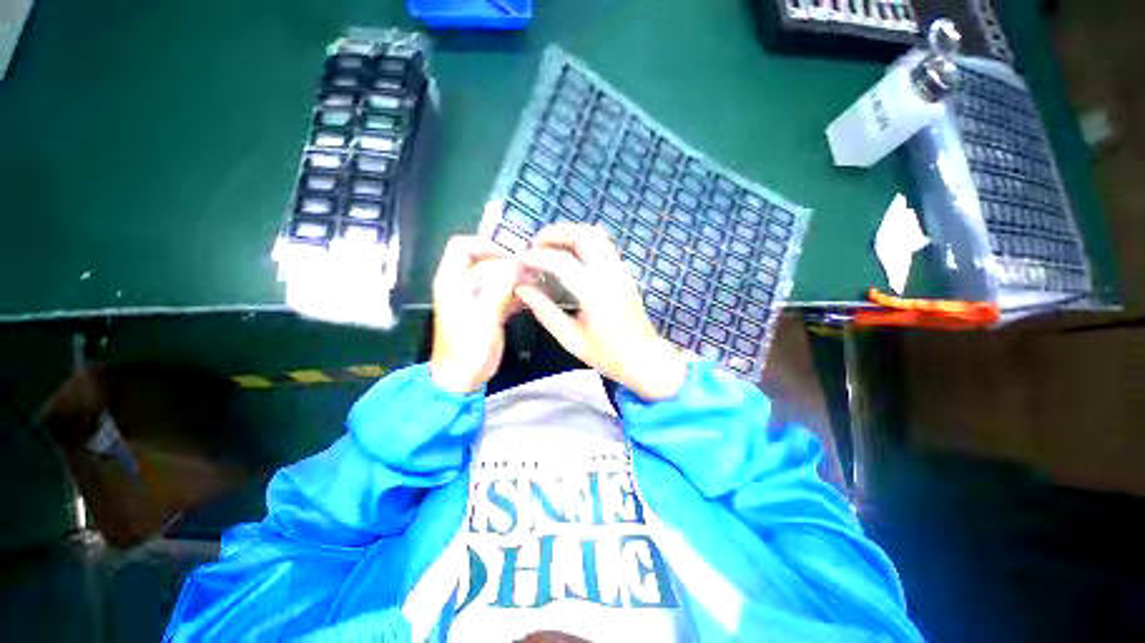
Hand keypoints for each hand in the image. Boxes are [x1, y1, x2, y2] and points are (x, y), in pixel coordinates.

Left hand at [429, 236, 521, 393]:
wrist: (463, 377)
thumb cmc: (469, 345)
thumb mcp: (485, 312)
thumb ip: (501, 284)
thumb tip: (517, 262)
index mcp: (453, 281)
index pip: (462, 246)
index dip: (484, 245)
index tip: (508, 257)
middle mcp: (463, 285)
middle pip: (486, 262)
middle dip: (508, 265)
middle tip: (531, 273)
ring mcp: (476, 299)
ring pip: (497, 278)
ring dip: (515, 279)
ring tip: (535, 284)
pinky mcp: (487, 311)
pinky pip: (502, 294)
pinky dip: (516, 294)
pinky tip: (530, 298)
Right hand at [515, 224, 687, 400]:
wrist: (644, 357)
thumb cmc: (608, 355)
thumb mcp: (571, 340)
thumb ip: (545, 312)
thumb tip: (522, 290)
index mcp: (595, 293)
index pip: (561, 262)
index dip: (537, 257)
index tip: (520, 261)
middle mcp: (610, 274)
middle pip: (584, 235)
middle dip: (555, 233)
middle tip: (535, 245)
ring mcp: (621, 270)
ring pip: (596, 235)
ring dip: (570, 234)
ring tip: (550, 247)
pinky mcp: (624, 272)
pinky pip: (603, 245)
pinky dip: (582, 241)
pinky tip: (569, 257)